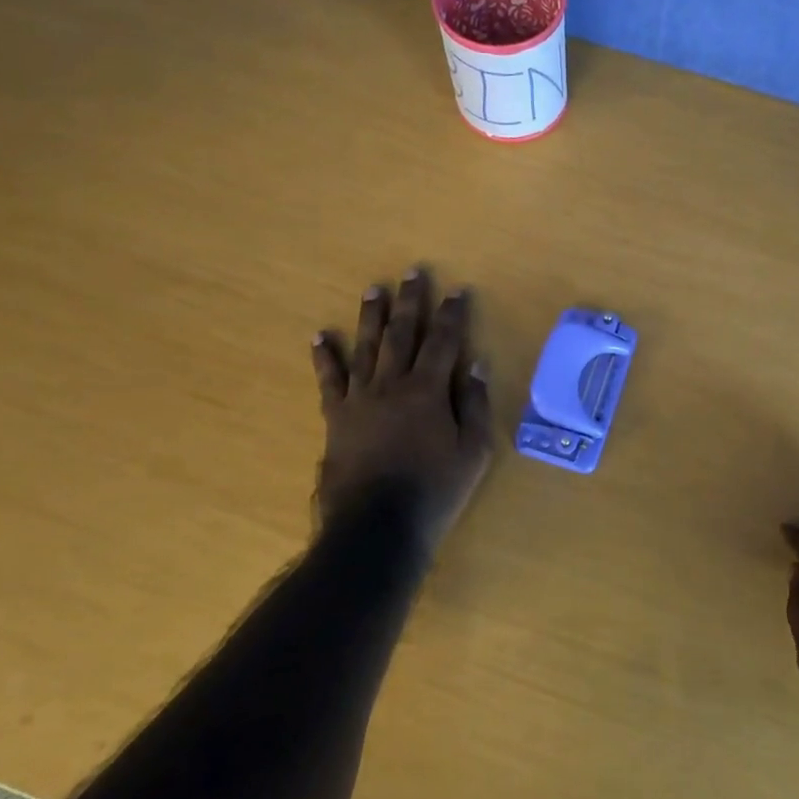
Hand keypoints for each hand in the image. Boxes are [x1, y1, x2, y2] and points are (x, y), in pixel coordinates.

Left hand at [311, 269, 493, 545]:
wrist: (377, 526)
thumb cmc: (435, 491)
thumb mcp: (473, 452)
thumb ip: (476, 405)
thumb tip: (478, 364)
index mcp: (429, 391)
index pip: (443, 342)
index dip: (452, 314)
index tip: (456, 290)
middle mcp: (392, 384)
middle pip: (402, 334)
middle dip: (410, 301)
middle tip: (411, 272)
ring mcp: (360, 399)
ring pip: (366, 347)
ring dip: (371, 316)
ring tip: (374, 289)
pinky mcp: (336, 417)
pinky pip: (329, 380)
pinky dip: (324, 357)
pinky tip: (319, 336)